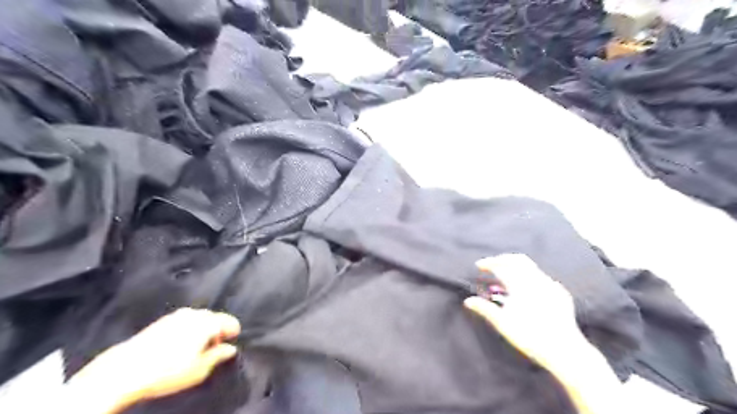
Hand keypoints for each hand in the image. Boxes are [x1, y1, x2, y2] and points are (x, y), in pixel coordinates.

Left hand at [69, 308, 242, 410]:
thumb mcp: (199, 370)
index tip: (231, 342)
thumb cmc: (167, 371)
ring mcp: (177, 315)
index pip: (230, 321)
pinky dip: (188, 328)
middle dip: (217, 329)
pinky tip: (181, 343)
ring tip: (197, 346)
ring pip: (199, 318)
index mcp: (208, 322)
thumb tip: (230, 348)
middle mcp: (194, 313)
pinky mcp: (162, 320)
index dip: (233, 332)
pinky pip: (184, 320)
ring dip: (202, 328)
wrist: (125, 370)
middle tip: (214, 347)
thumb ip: (218, 356)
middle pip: (214, 318)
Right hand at [465, 255, 591, 369]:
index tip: (479, 265)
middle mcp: (535, 279)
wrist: (564, 350)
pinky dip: (528, 275)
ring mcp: (550, 284)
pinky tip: (526, 286)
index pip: (500, 266)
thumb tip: (468, 301)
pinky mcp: (560, 292)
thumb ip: (485, 308)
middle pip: (516, 259)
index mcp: (520, 285)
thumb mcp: (502, 323)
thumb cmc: (529, 336)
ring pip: (530, 266)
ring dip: (515, 265)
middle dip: (502, 259)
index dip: (488, 263)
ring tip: (506, 273)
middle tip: (492, 264)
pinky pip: (541, 275)